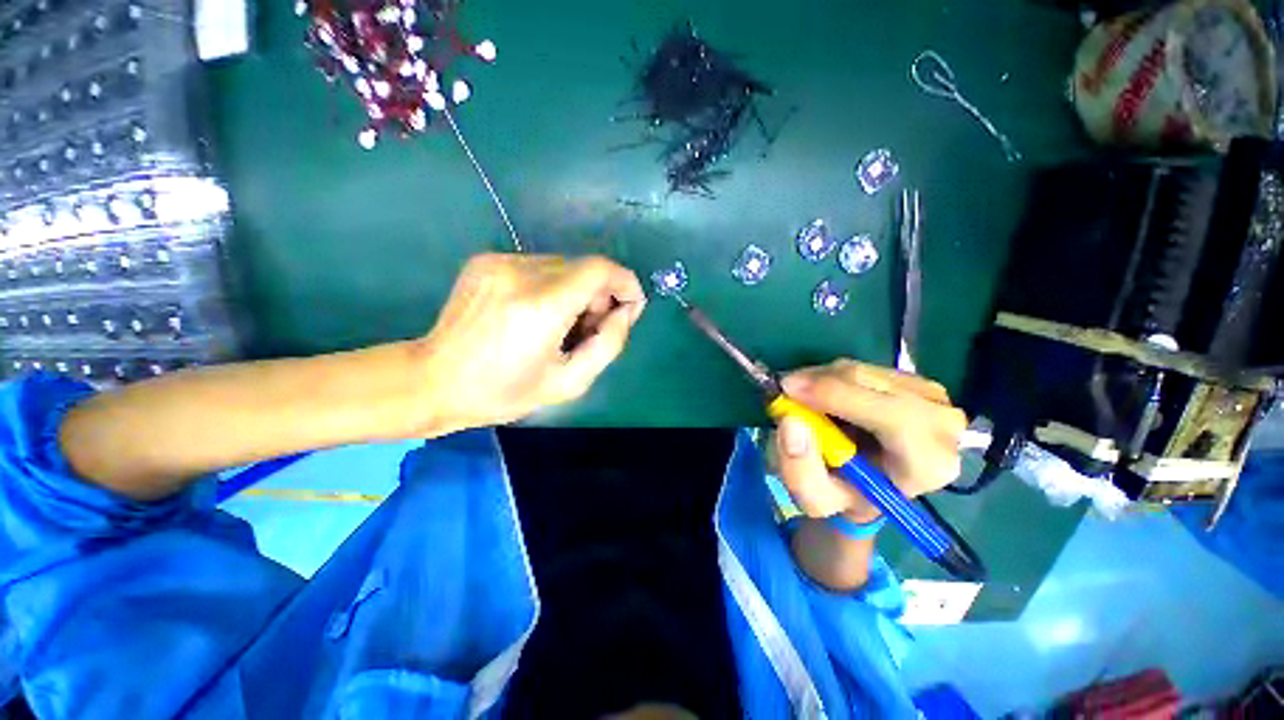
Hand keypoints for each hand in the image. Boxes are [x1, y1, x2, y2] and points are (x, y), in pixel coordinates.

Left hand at [414, 253, 645, 433]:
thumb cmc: (504, 392)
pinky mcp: (486, 260)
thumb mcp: (569, 382)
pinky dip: (553, 286)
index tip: (630, 306)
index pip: (600, 270)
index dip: (625, 283)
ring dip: (577, 290)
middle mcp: (520, 273)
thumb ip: (609, 344)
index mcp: (541, 307)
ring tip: (562, 324)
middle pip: (583, 267)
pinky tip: (538, 313)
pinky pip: (539, 266)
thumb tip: (625, 311)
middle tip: (591, 328)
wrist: (433, 380)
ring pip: (563, 265)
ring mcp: (499, 262)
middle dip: (601, 294)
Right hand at [771, 360, 966, 523]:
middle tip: (785, 389)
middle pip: (874, 384)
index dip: (837, 397)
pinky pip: (862, 366)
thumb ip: (800, 470)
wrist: (868, 481)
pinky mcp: (914, 379)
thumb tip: (791, 421)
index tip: (789, 391)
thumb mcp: (816, 499)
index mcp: (928, 464)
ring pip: (863, 371)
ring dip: (822, 379)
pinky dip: (831, 375)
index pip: (893, 417)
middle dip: (822, 382)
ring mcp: (932, 396)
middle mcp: (943, 425)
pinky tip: (822, 394)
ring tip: (802, 398)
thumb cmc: (845, 494)